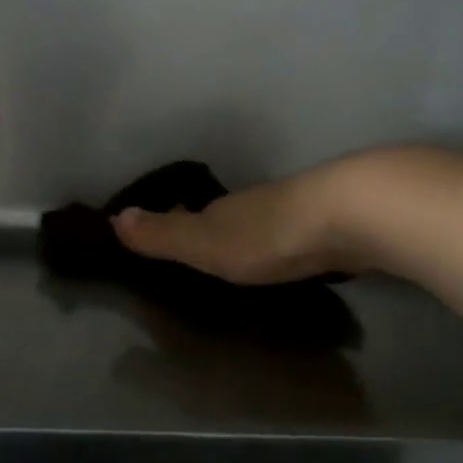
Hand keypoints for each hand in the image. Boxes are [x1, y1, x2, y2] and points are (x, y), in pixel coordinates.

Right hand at [111, 157, 373, 284]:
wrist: (347, 216)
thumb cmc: (267, 235)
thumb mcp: (205, 244)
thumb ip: (163, 235)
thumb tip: (115, 217)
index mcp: (223, 209)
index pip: (188, 212)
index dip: (173, 220)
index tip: (161, 232)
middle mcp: (254, 204)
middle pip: (226, 215)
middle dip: (213, 228)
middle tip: (202, 251)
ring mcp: (294, 211)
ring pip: (262, 223)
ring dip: (251, 236)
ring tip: (243, 257)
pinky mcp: (328, 227)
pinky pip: (294, 234)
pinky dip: (285, 244)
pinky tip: (290, 258)